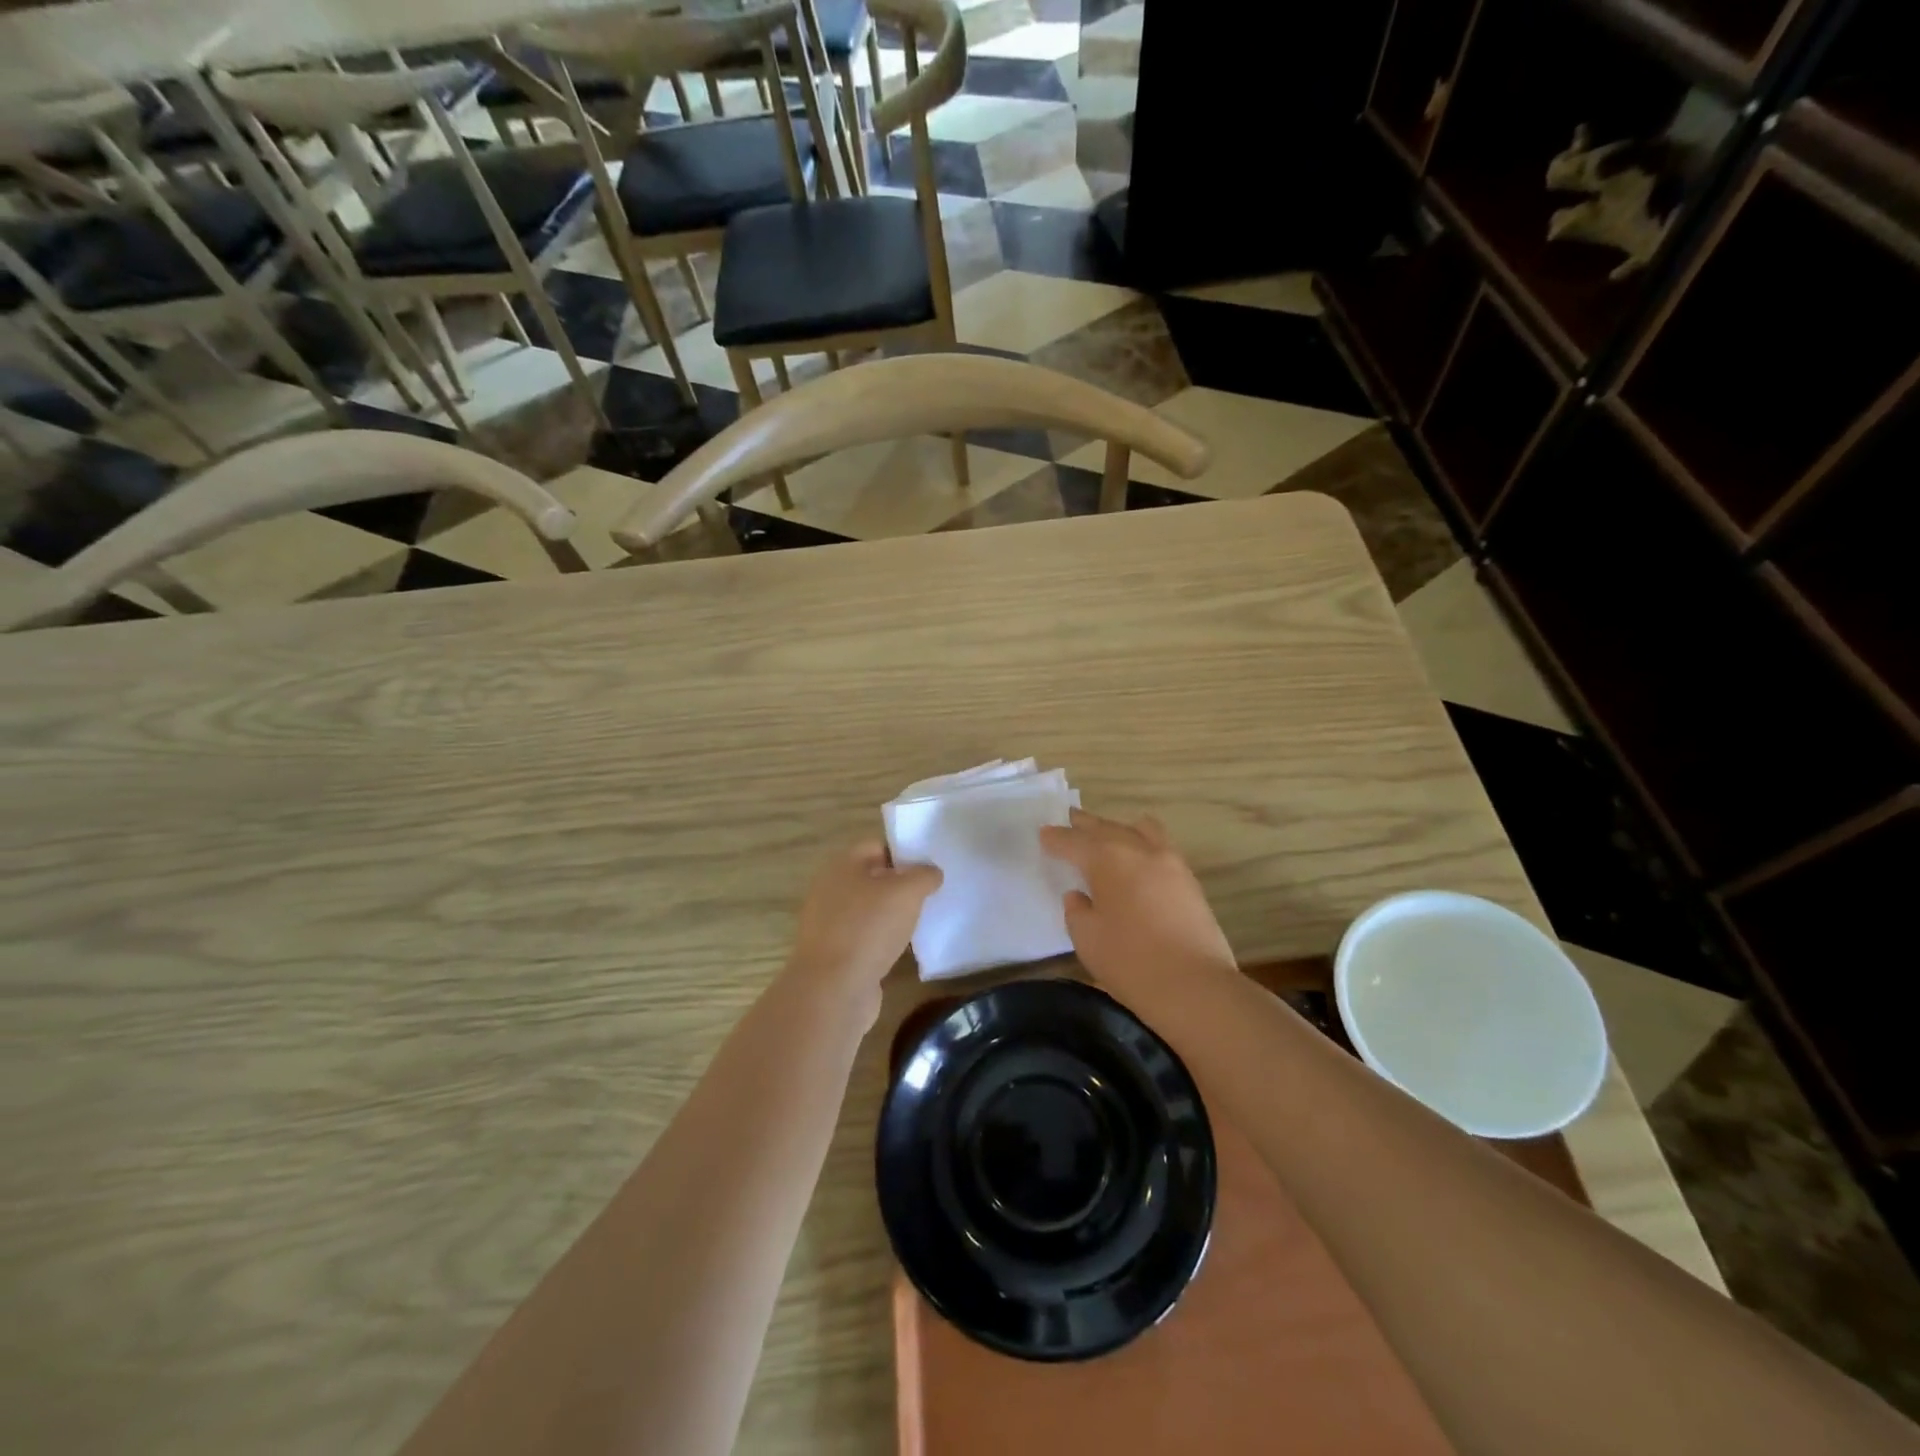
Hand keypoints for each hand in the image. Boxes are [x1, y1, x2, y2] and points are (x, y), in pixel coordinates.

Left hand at [784, 840, 941, 1025]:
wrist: (833, 990)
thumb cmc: (869, 928)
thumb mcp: (907, 892)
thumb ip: (924, 875)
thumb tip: (932, 873)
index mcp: (842, 865)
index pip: (877, 846)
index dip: (904, 852)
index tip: (930, 865)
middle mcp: (830, 889)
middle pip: (872, 878)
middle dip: (900, 885)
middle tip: (930, 893)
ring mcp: (829, 923)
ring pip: (869, 909)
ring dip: (892, 914)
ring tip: (921, 920)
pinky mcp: (834, 953)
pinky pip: (864, 937)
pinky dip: (882, 940)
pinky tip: (902, 948)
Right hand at [1039, 809, 1236, 998]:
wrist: (1195, 986)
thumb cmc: (1130, 962)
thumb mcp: (1087, 939)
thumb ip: (1077, 911)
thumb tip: (1079, 897)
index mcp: (1107, 859)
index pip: (1074, 842)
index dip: (1056, 838)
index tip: (1043, 834)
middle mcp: (1138, 849)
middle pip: (1106, 828)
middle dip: (1085, 825)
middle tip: (1070, 819)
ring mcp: (1170, 862)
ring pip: (1140, 830)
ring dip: (1119, 829)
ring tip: (1108, 835)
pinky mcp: (1190, 880)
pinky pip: (1160, 847)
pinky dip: (1143, 844)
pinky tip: (1138, 860)